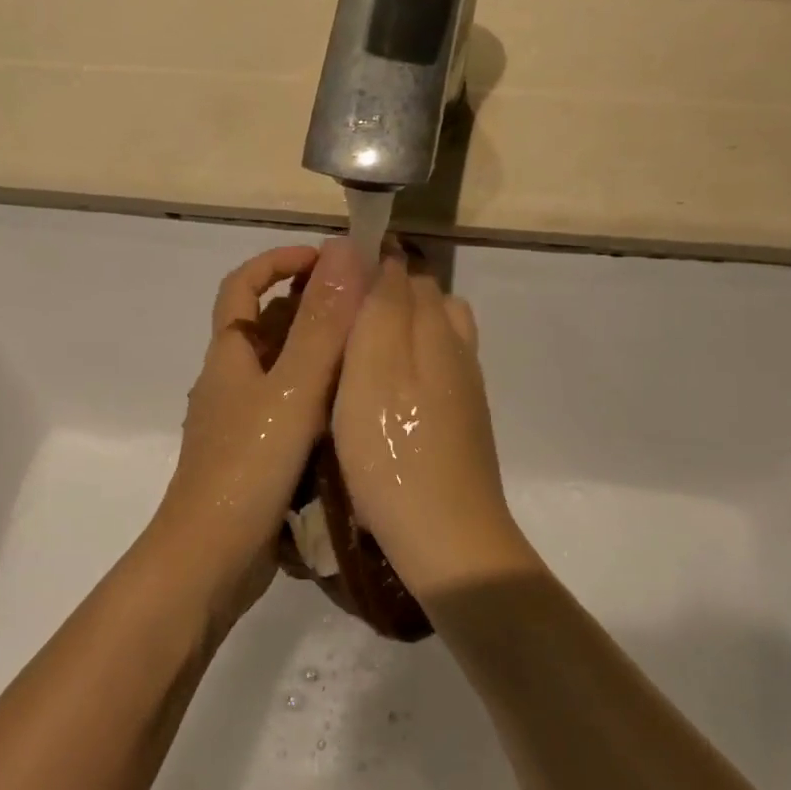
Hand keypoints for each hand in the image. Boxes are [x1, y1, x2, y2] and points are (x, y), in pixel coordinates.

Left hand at [148, 239, 368, 621]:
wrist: (211, 560)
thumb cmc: (247, 468)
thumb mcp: (292, 390)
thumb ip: (321, 326)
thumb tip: (344, 253)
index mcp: (229, 355)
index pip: (241, 286)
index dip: (277, 261)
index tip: (325, 259)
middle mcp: (230, 381)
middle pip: (264, 324)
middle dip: (309, 305)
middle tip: (365, 307)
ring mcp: (241, 421)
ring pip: (280, 370)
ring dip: (318, 353)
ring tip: (371, 352)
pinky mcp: (255, 456)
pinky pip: (289, 409)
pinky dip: (318, 397)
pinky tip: (354, 410)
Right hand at [333, 256, 531, 598]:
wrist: (446, 535)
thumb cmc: (391, 451)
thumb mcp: (372, 369)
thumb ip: (380, 307)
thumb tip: (382, 254)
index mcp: (434, 327)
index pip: (403, 271)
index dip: (366, 266)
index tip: (326, 284)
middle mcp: (457, 346)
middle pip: (423, 298)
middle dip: (382, 296)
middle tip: (333, 323)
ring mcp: (465, 385)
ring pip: (433, 334)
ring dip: (398, 331)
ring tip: (354, 357)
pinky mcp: (462, 418)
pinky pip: (436, 368)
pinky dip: (409, 364)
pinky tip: (381, 395)